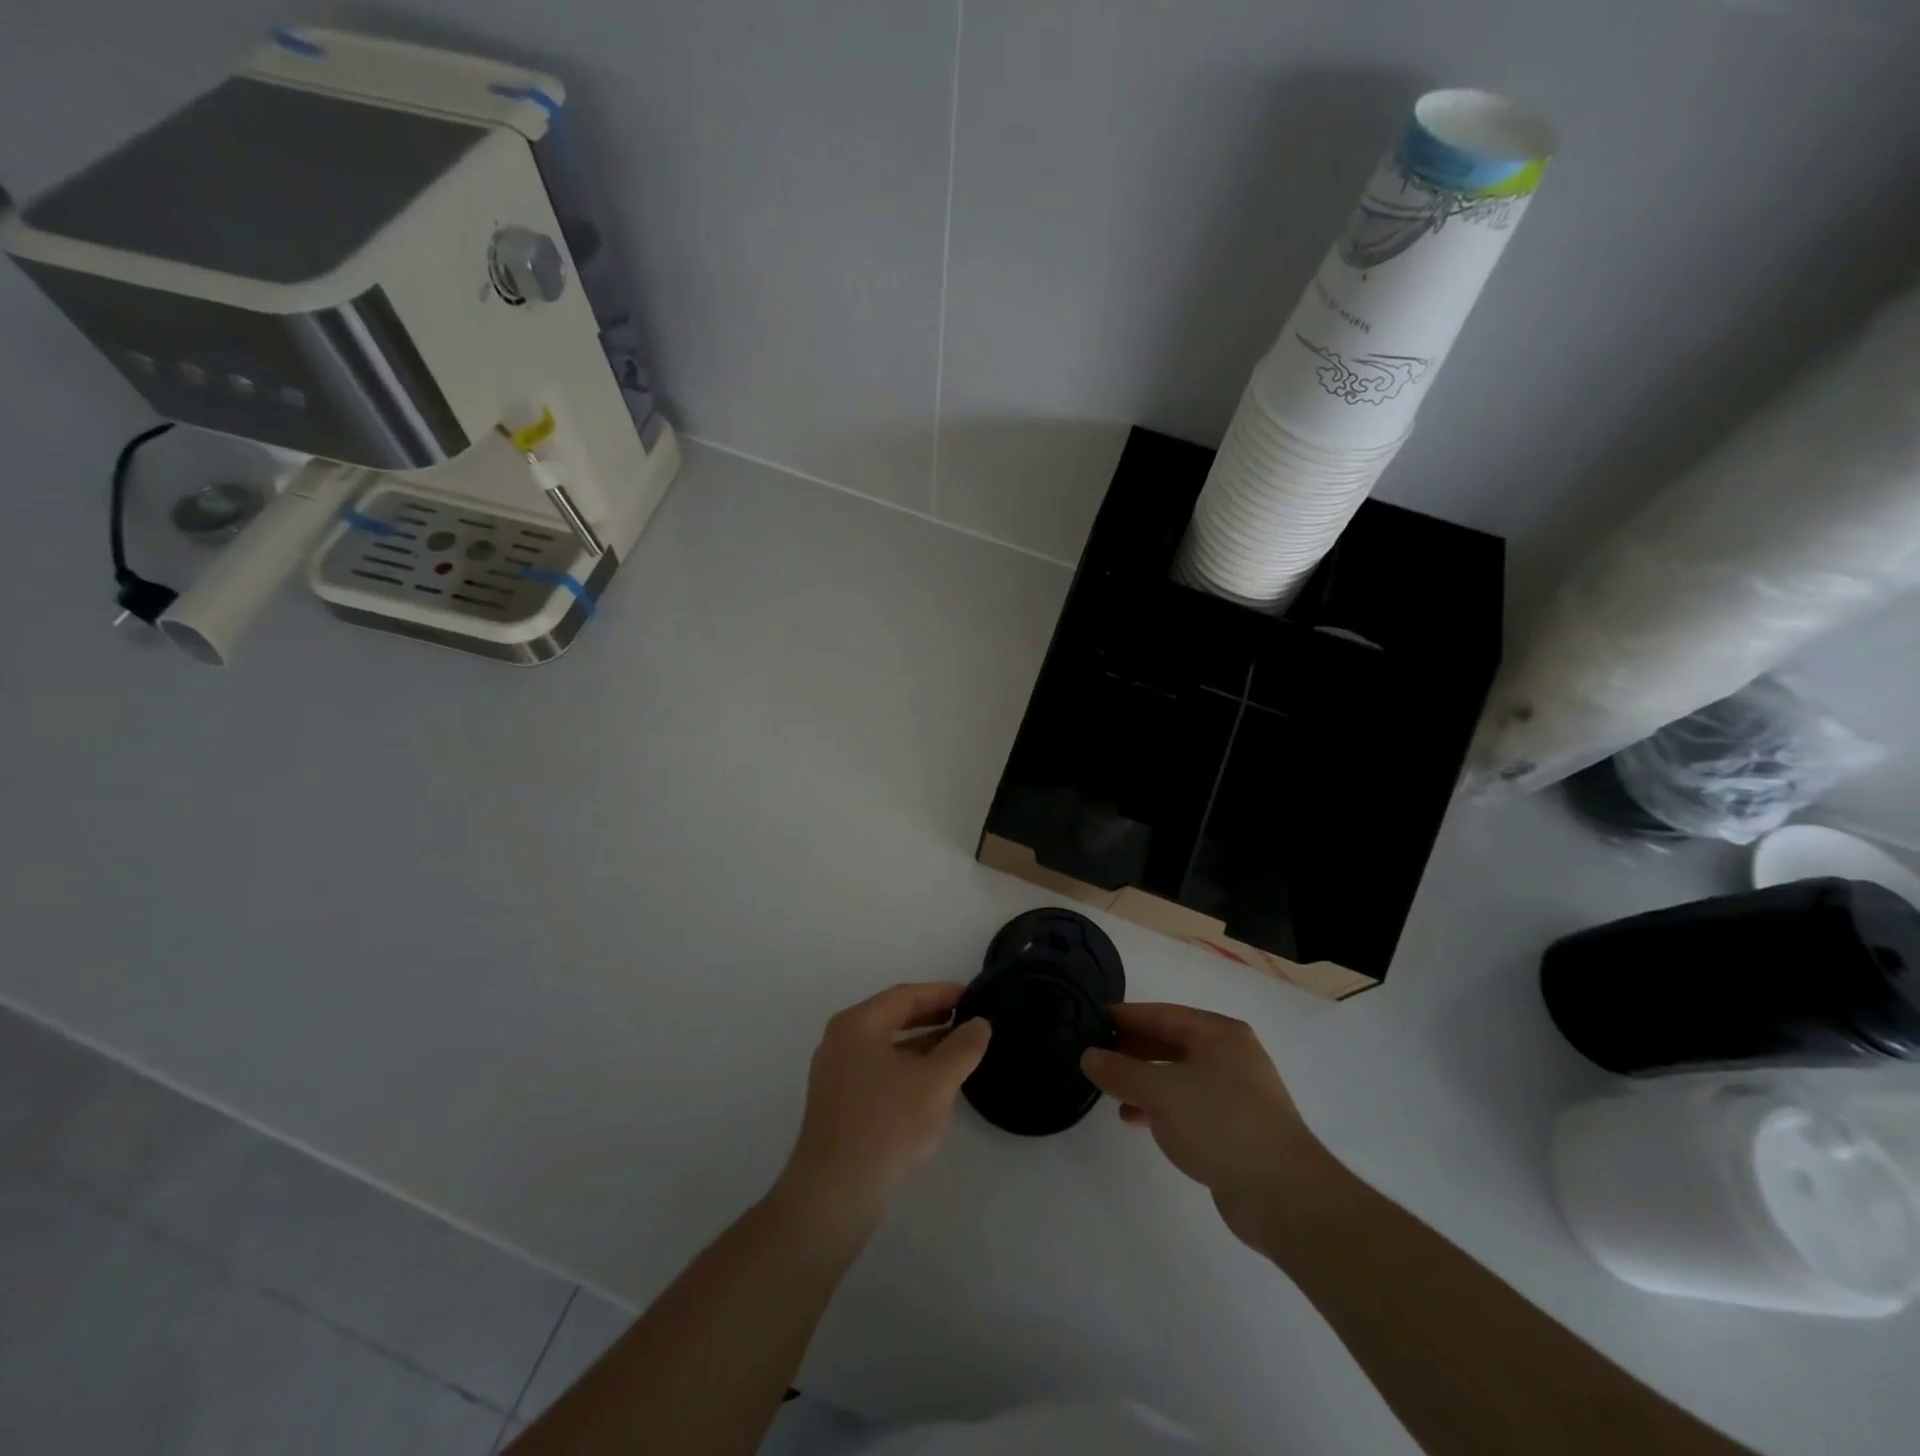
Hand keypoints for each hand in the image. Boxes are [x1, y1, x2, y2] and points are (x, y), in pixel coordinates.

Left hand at [778, 983, 991, 1226]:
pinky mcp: (838, 1101)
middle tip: (968, 1018)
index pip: (905, 996)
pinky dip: (907, 1066)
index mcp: (858, 1024)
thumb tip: (979, 1024)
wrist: (835, 1192)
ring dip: (922, 1044)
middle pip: (893, 1016)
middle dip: (932, 1016)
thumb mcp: (935, 1082)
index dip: (942, 993)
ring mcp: (835, 1071)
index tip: (973, 996)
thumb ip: (962, 1048)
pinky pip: (878, 1068)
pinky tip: (931, 1083)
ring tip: (958, 1049)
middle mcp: (841, 1039)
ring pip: (886, 1045)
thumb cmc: (887, 1124)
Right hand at [1081, 1003, 1331, 1252]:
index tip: (1091, 1021)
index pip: (1161, 1014)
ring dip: (1143, 1080)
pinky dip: (1160, 1106)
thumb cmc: (1220, 1125)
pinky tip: (1136, 1119)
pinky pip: (1188, 1103)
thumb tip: (1088, 1056)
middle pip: (1170, 1042)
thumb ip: (1120, 1071)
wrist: (1284, 1195)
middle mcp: (1230, 1055)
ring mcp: (1236, 1092)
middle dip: (1132, 1050)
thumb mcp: (1161, 1092)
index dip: (1125, 1017)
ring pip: (1177, 1074)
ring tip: (1109, 1091)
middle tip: (1094, 1056)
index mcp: (1218, 1033)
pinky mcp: (1235, 1126)